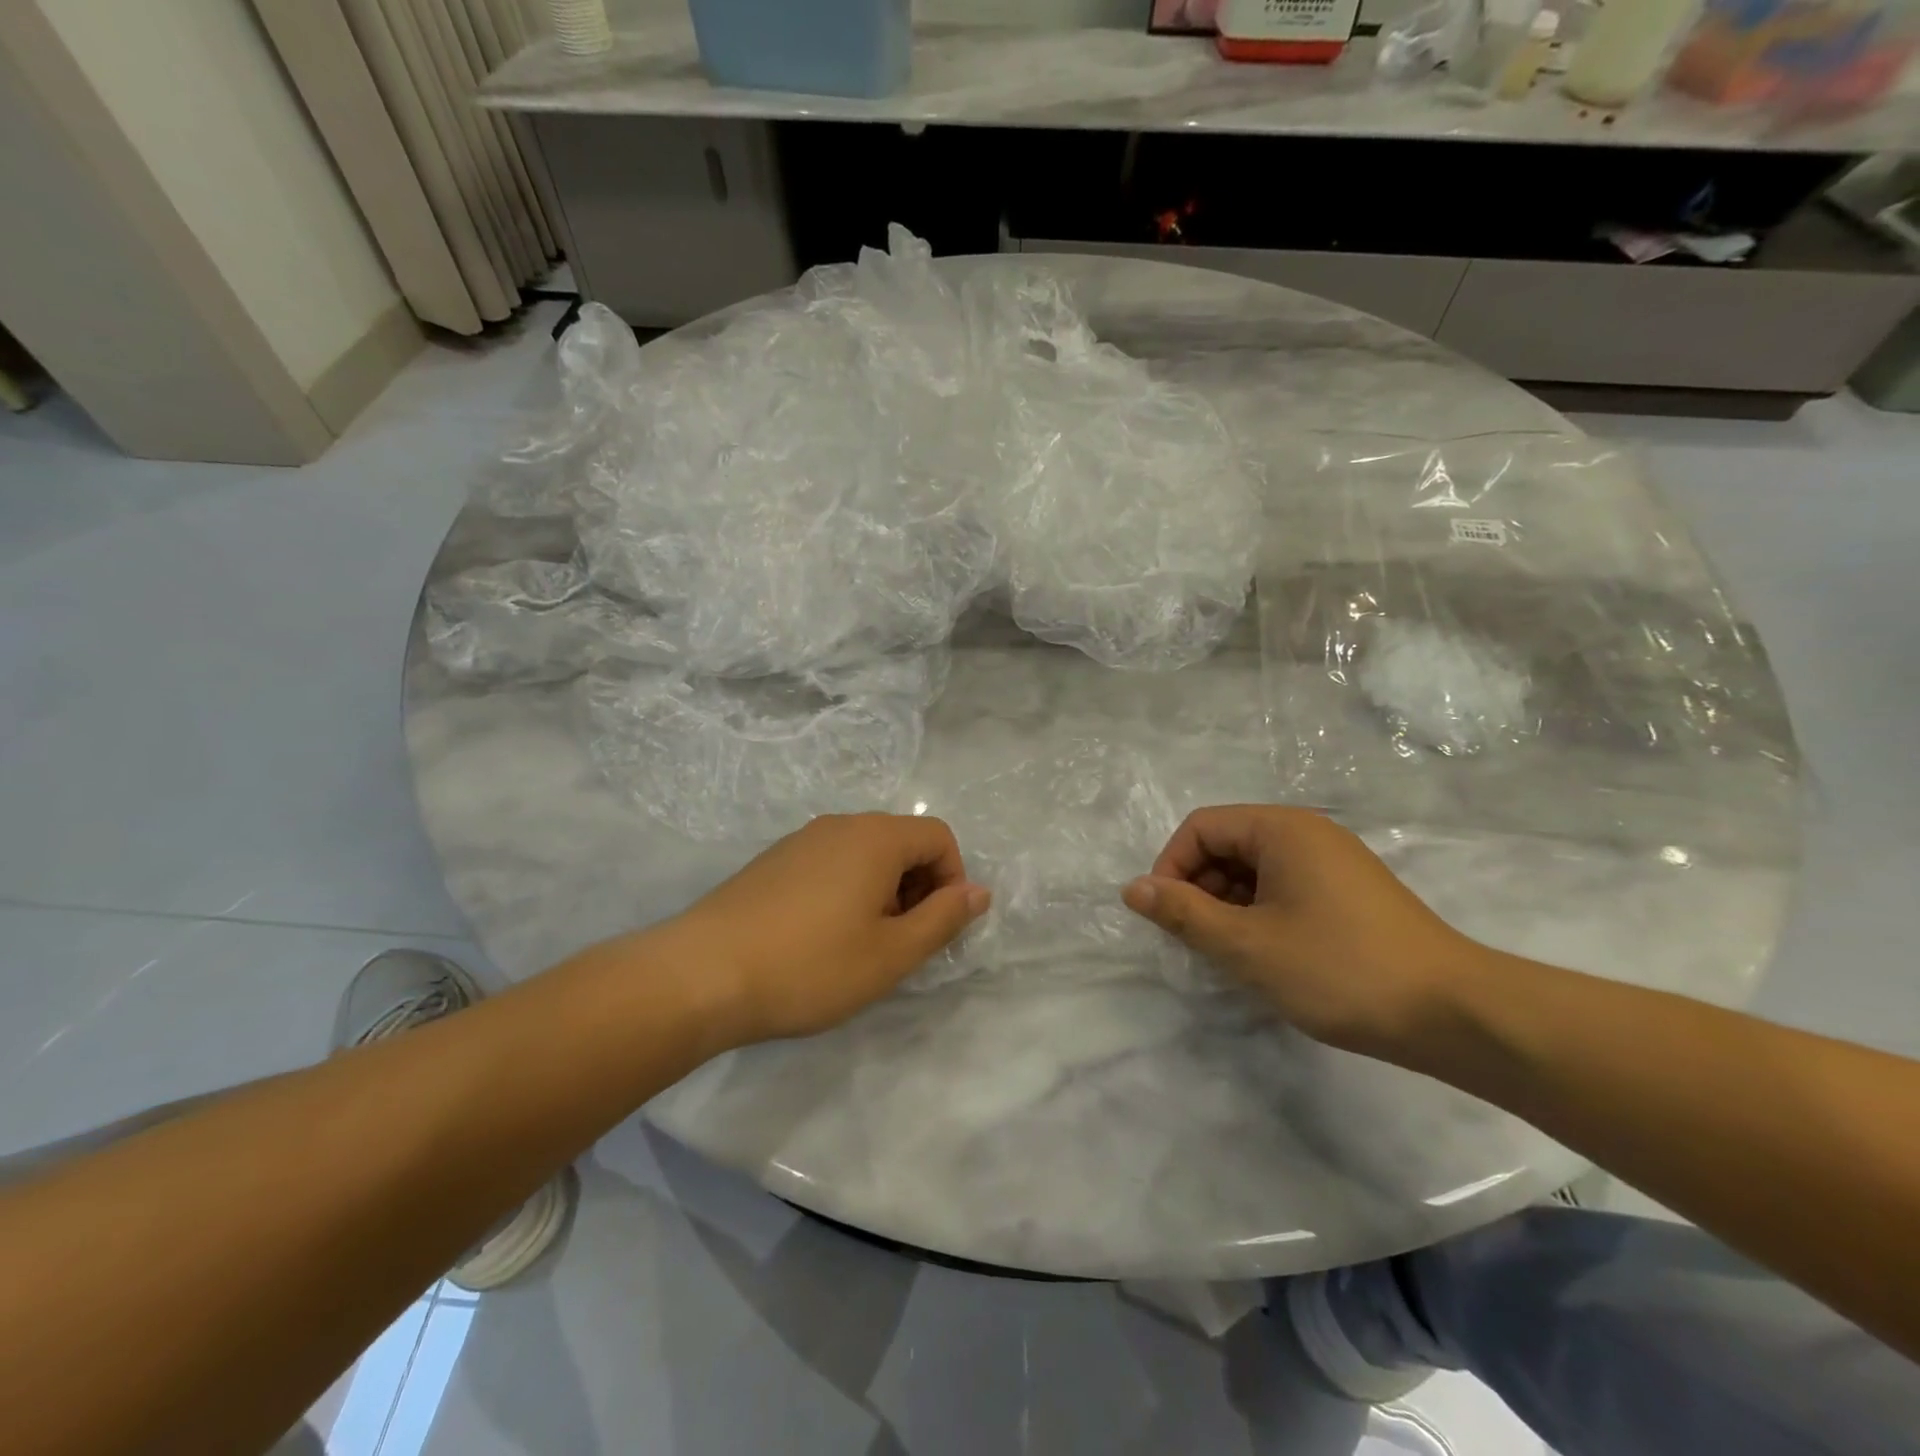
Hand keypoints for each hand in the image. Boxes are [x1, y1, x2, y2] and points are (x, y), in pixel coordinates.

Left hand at [665, 814, 990, 1046]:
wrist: (702, 974)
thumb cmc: (810, 965)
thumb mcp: (892, 953)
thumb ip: (944, 918)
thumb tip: (979, 891)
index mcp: (876, 837)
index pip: (939, 837)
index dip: (952, 881)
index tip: (933, 929)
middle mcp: (840, 825)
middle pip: (902, 843)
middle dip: (917, 889)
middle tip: (899, 944)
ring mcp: (801, 840)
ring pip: (864, 856)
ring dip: (881, 894)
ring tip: (859, 947)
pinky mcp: (773, 862)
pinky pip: (830, 865)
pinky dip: (845, 893)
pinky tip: (819, 940)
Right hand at [1121, 806, 1481, 1056]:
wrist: (1455, 1014)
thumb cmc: (1339, 969)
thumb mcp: (1247, 944)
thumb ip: (1184, 913)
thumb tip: (1132, 889)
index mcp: (1281, 829)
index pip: (1201, 827)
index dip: (1171, 867)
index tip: (1166, 917)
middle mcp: (1307, 834)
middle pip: (1227, 844)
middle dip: (1199, 888)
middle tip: (1196, 941)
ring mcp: (1334, 863)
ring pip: (1255, 870)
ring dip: (1228, 905)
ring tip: (1229, 955)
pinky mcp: (1350, 894)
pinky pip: (1285, 888)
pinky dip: (1261, 915)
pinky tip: (1266, 956)